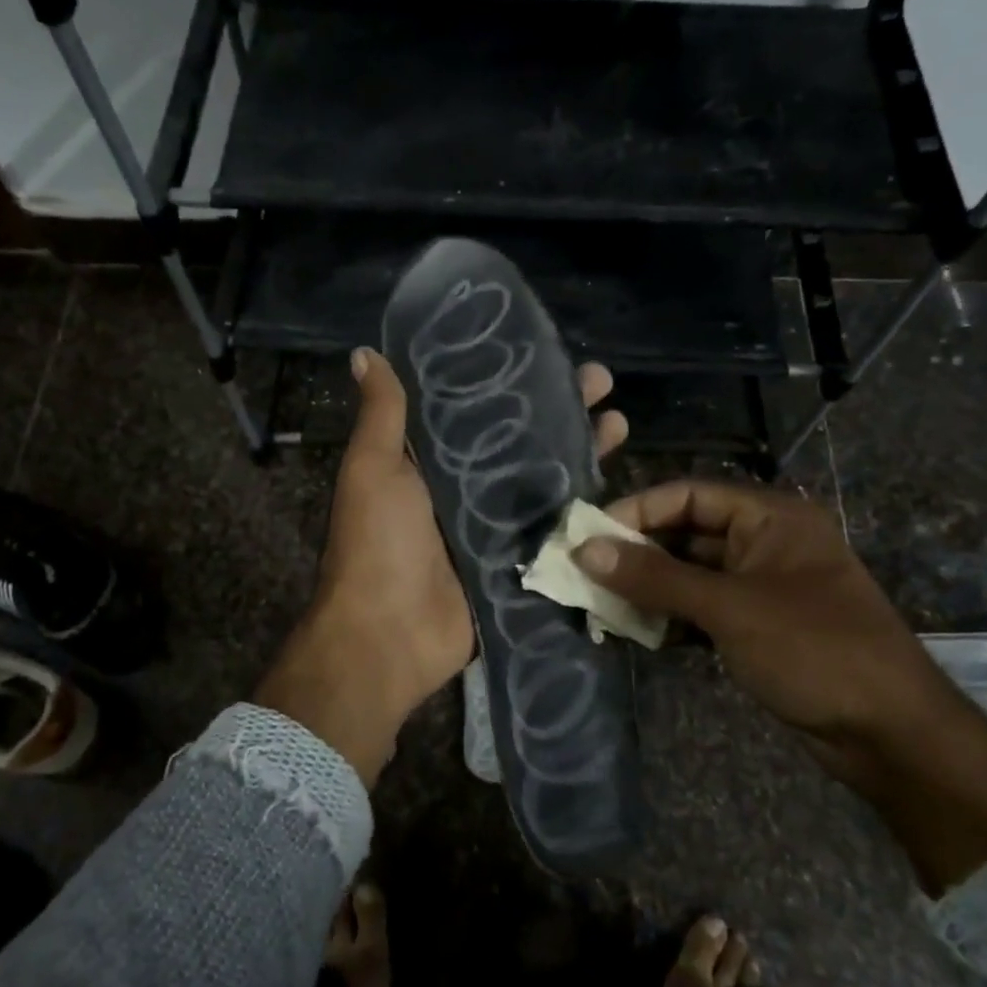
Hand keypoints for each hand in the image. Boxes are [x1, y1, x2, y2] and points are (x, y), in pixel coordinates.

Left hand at [257, 348, 627, 786]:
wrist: (390, 635)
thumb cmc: (378, 543)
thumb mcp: (373, 468)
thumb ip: (382, 414)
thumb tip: (366, 354)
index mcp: (429, 460)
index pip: (477, 406)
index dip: (511, 379)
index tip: (546, 352)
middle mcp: (465, 487)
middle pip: (522, 439)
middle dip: (561, 410)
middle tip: (602, 382)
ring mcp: (495, 526)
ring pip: (546, 479)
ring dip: (581, 450)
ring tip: (620, 422)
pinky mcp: (518, 561)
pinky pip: (555, 528)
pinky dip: (583, 507)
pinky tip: (619, 482)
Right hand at [574, 481, 986, 892]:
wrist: (893, 735)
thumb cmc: (815, 650)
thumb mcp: (729, 608)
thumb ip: (654, 577)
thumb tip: (585, 551)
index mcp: (771, 517)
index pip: (689, 495)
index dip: (636, 510)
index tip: (587, 535)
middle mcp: (765, 543)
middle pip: (686, 533)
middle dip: (637, 552)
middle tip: (584, 572)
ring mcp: (762, 587)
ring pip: (690, 574)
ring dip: (648, 587)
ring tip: (599, 602)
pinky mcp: (757, 626)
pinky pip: (702, 608)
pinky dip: (669, 616)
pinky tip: (634, 630)